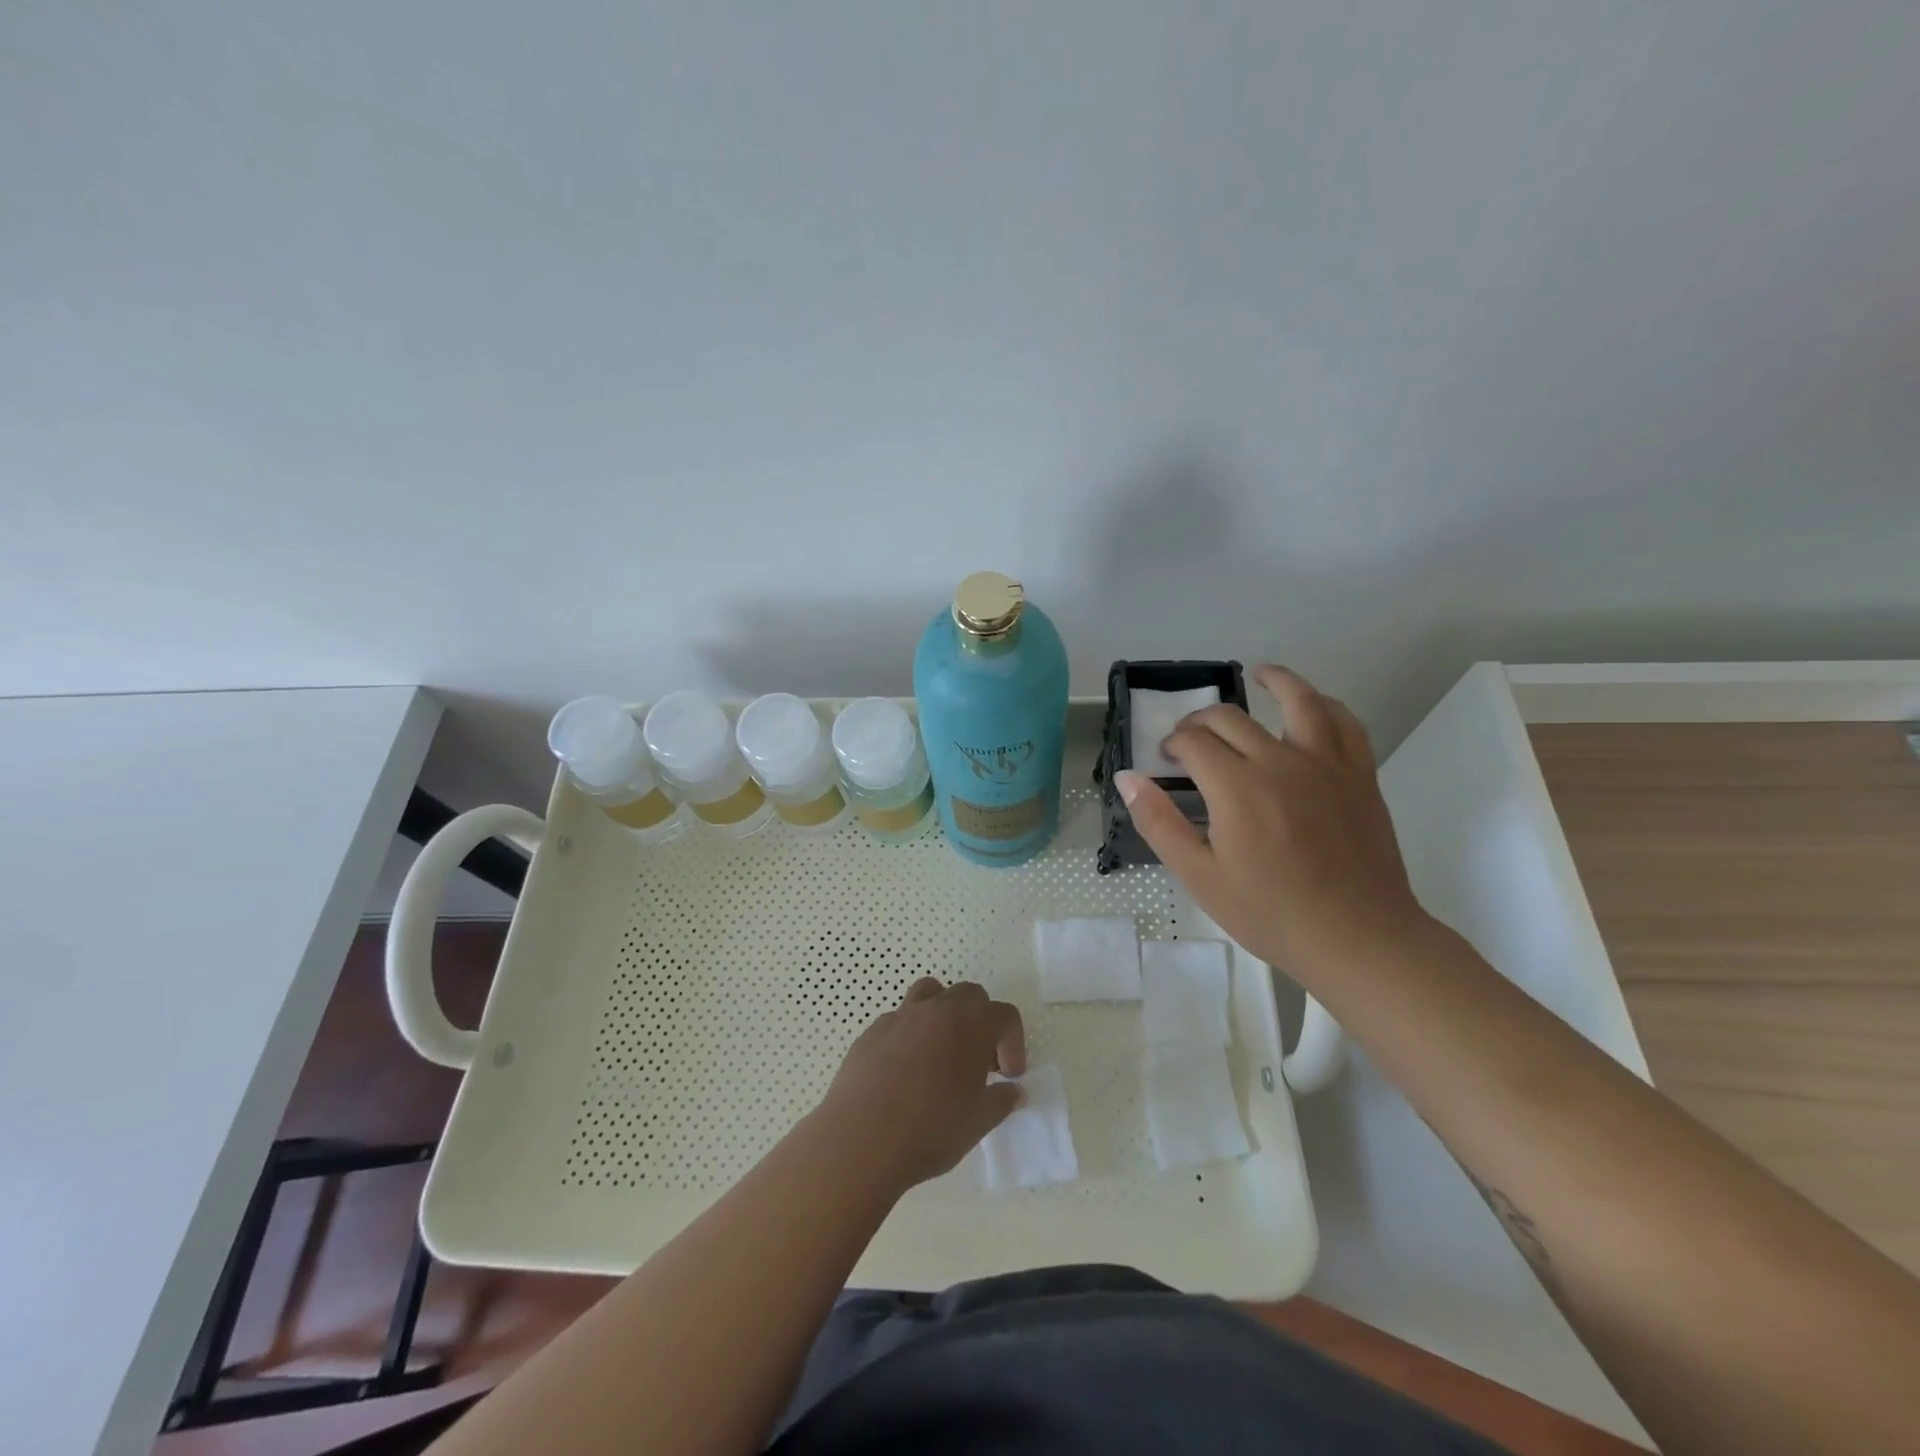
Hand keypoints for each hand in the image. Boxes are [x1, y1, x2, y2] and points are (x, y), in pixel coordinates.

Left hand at [815, 978, 1026, 1192]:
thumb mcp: (978, 1122)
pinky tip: (905, 1071)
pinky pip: (899, 1020)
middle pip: (969, 995)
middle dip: (980, 1022)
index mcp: (971, 1024)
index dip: (1013, 1043)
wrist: (862, 1139)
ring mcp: (901, 1016)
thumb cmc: (931, 1129)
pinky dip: (910, 1035)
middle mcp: (937, 1009)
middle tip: (978, 1064)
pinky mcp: (871, 1031)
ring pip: (930, 993)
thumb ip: (1001, 1101)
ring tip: (941, 1053)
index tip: (1008, 1076)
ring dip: (943, 1015)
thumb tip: (1013, 1091)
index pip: (1005, 1015)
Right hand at [1115, 664, 1428, 981]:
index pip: (1193, 742)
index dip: (1173, 744)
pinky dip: (1326, 705)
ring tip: (1260, 673)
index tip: (1167, 759)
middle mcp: (1279, 761)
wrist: (1357, 937)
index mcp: (1236, 786)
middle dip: (1202, 720)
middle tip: (1191, 738)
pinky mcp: (1359, 775)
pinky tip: (1315, 706)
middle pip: (1232, 719)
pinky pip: (1345, 724)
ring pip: (1299, 701)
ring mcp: (1325, 764)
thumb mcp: (1199, 876)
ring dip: (1276, 681)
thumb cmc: (1270, 912)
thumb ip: (1159, 822)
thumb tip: (1128, 778)